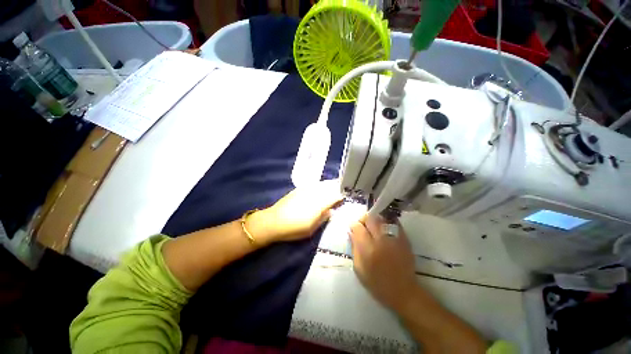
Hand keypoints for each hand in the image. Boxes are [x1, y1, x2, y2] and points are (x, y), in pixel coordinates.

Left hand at [249, 180, 342, 244]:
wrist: (273, 222)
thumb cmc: (293, 229)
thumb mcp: (311, 229)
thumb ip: (323, 218)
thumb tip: (331, 210)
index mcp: (318, 205)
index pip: (334, 196)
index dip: (341, 196)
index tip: (346, 197)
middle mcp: (313, 194)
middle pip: (329, 187)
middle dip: (337, 187)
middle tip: (343, 189)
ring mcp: (305, 190)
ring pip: (322, 184)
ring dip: (330, 184)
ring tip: (335, 185)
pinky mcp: (299, 189)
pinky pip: (313, 184)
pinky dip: (320, 185)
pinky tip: (321, 187)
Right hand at [349, 215, 418, 311]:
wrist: (404, 291)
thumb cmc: (377, 283)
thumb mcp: (359, 268)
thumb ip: (354, 248)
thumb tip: (352, 233)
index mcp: (368, 249)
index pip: (358, 227)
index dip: (354, 226)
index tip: (353, 229)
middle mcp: (381, 240)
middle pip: (370, 218)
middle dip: (364, 219)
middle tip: (363, 226)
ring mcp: (394, 238)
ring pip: (381, 218)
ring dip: (374, 219)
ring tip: (373, 227)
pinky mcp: (404, 239)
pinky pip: (393, 222)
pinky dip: (386, 222)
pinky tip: (384, 229)